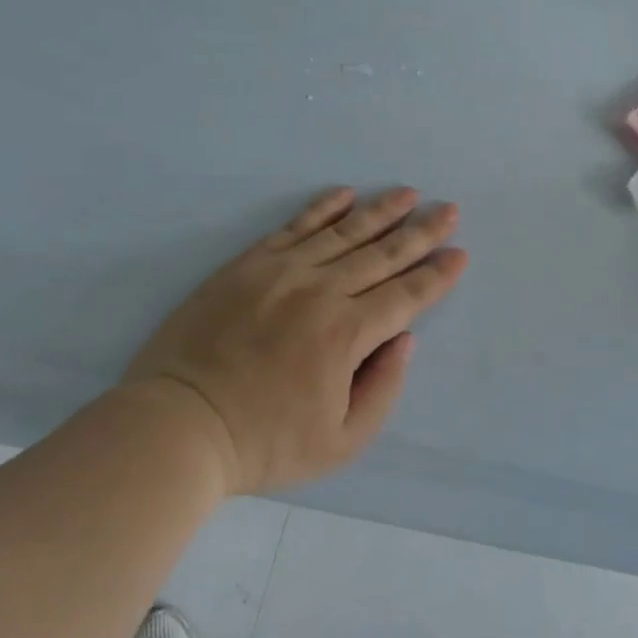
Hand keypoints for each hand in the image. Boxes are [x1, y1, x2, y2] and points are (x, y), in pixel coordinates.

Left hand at [123, 187, 467, 494]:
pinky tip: (345, 194)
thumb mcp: (341, 442)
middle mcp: (321, 292)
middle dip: (422, 232)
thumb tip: (404, 339)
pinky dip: (323, 208)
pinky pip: (294, 227)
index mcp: (347, 335)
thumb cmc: (264, 443)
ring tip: (409, 194)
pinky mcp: (248, 265)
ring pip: (344, 233)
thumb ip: (383, 389)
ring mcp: (281, 273)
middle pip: (383, 255)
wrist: (178, 425)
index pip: (406, 296)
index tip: (459, 253)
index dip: (437, 275)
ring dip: (381, 211)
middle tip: (450, 210)